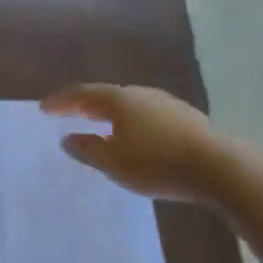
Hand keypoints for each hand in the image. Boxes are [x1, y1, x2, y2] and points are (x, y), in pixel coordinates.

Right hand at [41, 83, 230, 201]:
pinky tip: (133, 137)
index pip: (82, 94)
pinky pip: (147, 115)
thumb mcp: (113, 163)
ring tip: (98, 126)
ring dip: (109, 114)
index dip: (61, 101)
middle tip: (68, 114)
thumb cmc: (156, 164)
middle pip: (105, 95)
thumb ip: (87, 149)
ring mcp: (166, 104)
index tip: (44, 109)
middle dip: (84, 105)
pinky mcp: (185, 118)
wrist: (218, 168)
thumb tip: (68, 138)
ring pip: (128, 104)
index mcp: (119, 100)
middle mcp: (141, 94)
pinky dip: (130, 122)